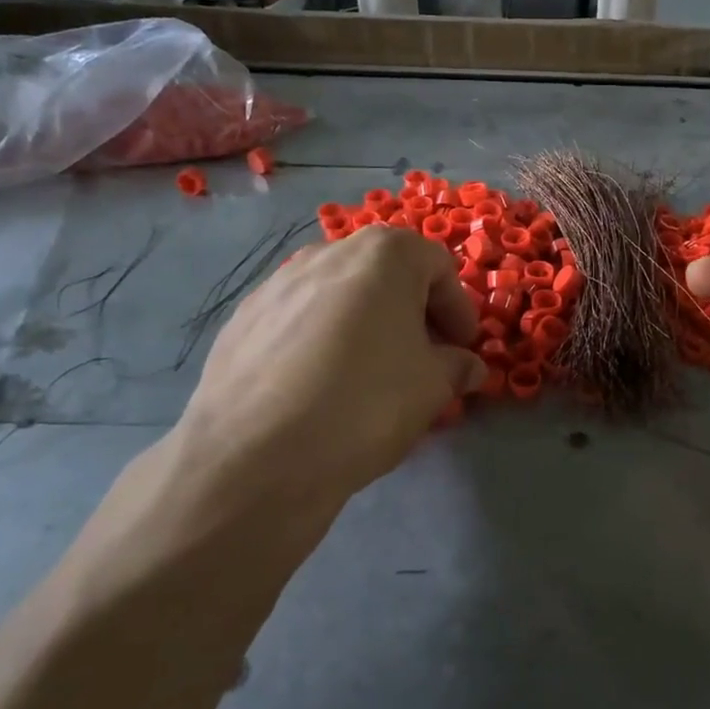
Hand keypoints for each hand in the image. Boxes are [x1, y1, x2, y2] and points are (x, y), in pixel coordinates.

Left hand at [120, 226, 482, 569]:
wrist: (255, 455)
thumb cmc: (365, 403)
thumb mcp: (432, 388)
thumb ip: (457, 367)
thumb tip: (466, 367)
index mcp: (384, 255)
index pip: (439, 267)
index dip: (458, 309)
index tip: (462, 348)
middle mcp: (328, 253)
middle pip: (386, 274)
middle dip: (412, 313)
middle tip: (423, 358)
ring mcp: (277, 283)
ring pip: (340, 295)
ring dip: (366, 324)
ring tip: (370, 373)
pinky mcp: (243, 318)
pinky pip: (300, 320)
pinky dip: (322, 340)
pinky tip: (320, 385)